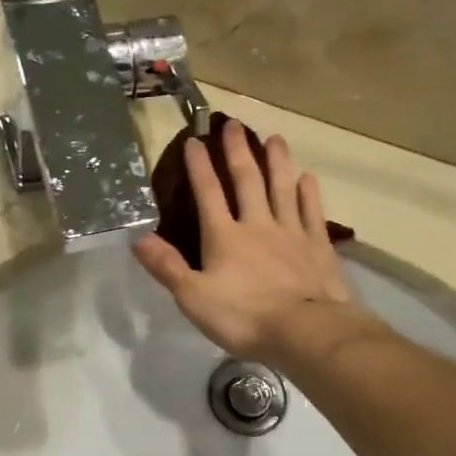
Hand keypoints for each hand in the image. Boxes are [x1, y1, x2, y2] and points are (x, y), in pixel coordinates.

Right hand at [133, 121, 373, 365]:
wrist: (305, 331)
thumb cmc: (244, 317)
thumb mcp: (193, 297)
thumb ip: (167, 266)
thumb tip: (137, 237)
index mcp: (225, 236)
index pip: (208, 193)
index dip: (199, 167)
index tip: (194, 140)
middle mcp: (258, 225)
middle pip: (248, 181)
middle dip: (238, 151)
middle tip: (233, 124)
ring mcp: (291, 233)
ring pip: (283, 188)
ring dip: (277, 162)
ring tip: (275, 137)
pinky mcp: (318, 247)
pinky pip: (312, 212)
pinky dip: (308, 193)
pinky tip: (307, 178)